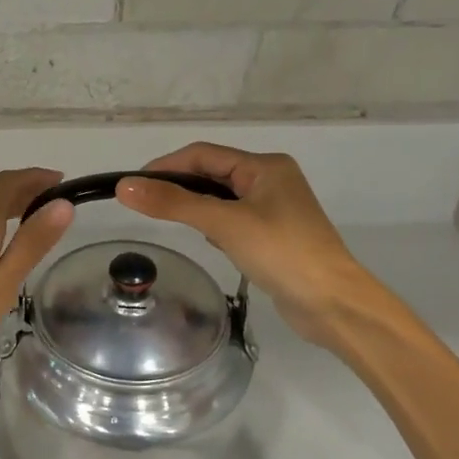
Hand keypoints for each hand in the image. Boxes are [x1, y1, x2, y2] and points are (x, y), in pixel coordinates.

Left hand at [0, 168, 73, 396]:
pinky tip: (1, 247)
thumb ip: (31, 244)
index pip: (7, 184)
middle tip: (55, 198)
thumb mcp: (1, 284)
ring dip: (8, 205)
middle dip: (23, 188)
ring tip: (35, 218)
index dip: (35, 177)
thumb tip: (63, 204)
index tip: (63, 180)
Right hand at [116, 144, 368, 347]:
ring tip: (175, 225)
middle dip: (181, 187)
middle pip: (213, 174)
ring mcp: (275, 210)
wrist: (332, 303)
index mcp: (265, 166)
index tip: (134, 184)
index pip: (204, 154)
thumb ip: (174, 203)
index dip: (167, 165)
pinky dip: (216, 227)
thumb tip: (125, 186)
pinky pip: (233, 221)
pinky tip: (212, 244)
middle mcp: (271, 181)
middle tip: (147, 206)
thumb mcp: (223, 224)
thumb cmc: (281, 252)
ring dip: (198, 208)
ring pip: (222, 200)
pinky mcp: (274, 236)